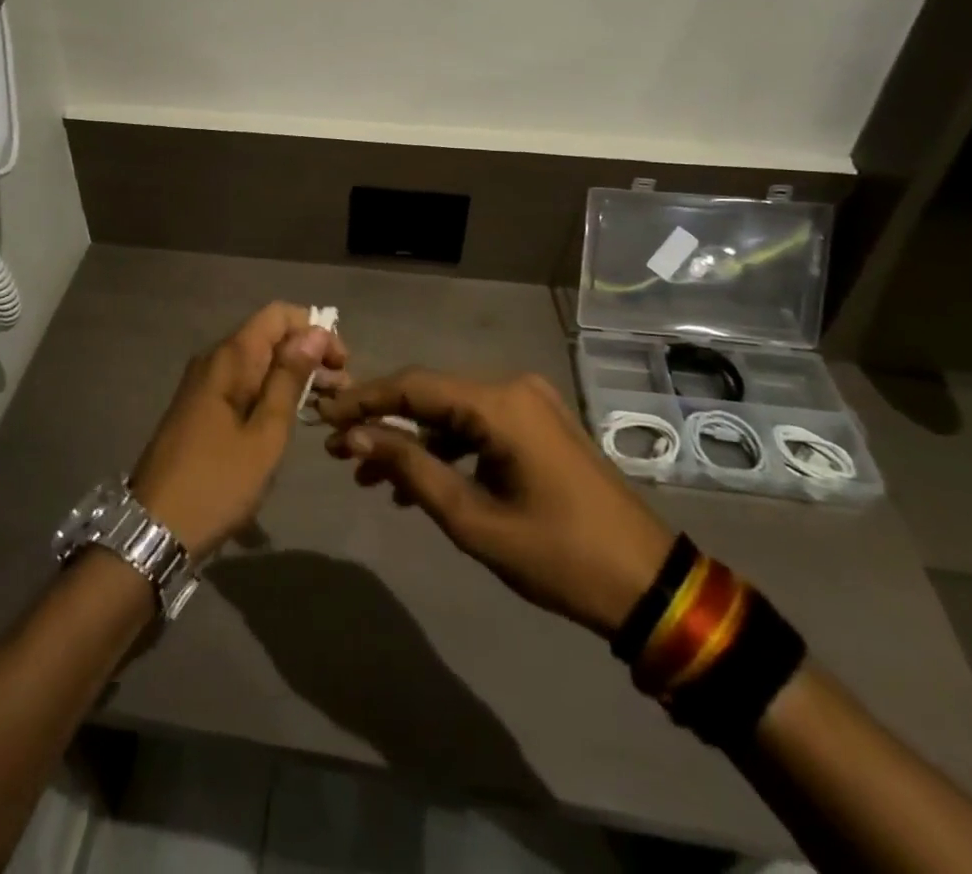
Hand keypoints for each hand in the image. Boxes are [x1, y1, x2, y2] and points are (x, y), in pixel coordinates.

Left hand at [130, 303, 347, 559]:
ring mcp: (203, 384)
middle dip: (308, 354)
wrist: (154, 528)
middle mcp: (214, 360)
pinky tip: (292, 417)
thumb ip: (289, 379)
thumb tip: (314, 332)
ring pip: (257, 362)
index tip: (341, 363)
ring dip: (293, 375)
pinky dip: (271, 391)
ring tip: (326, 406)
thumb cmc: (217, 482)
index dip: (314, 329)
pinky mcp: (200, 407)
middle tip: (342, 390)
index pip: (278, 314)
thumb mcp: (265, 434)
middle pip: (269, 336)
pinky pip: (243, 383)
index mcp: (229, 358)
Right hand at [319, 369, 673, 637]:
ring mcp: (529, 404)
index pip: (413, 386)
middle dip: (382, 423)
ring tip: (371, 478)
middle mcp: (512, 388)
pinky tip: (419, 483)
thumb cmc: (558, 556)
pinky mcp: (538, 426)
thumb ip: (410, 469)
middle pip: (430, 395)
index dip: (363, 400)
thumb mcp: (473, 519)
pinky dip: (445, 450)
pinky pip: (478, 427)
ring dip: (411, 441)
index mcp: (500, 403)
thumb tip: (354, 436)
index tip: (322, 417)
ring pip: (451, 413)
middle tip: (337, 453)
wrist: (649, 585)